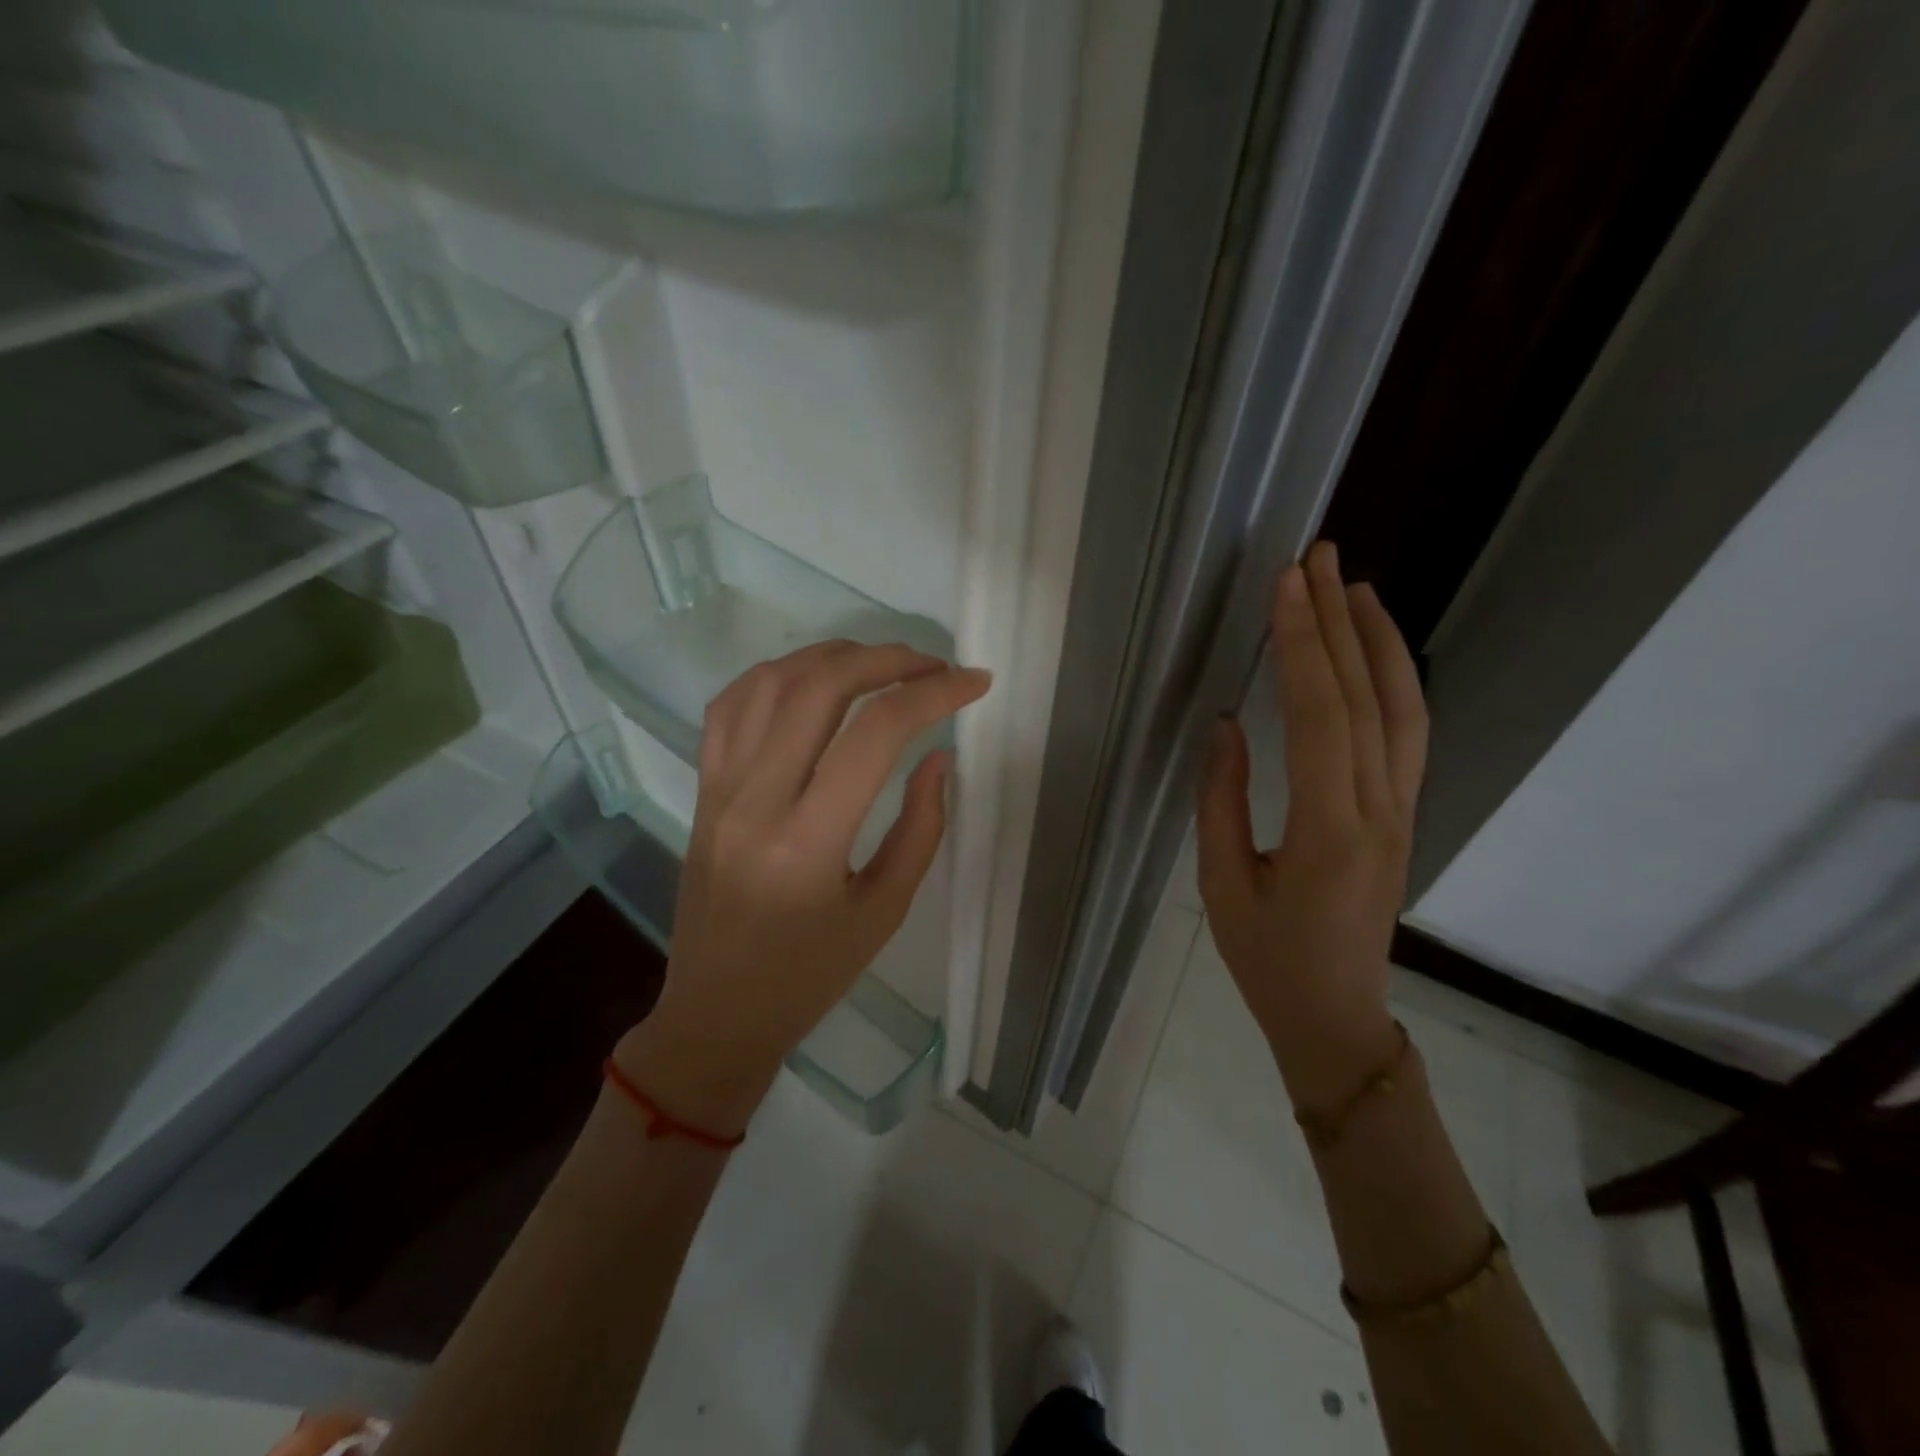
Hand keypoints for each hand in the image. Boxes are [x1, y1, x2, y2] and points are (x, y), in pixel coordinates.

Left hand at [615, 641, 990, 1134]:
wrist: (716, 1012)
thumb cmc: (810, 975)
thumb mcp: (885, 911)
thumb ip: (921, 827)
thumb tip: (938, 755)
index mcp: (808, 842)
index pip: (876, 734)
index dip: (934, 694)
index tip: (974, 683)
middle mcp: (755, 800)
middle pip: (820, 687)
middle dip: (887, 659)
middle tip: (933, 665)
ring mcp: (719, 788)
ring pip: (771, 681)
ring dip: (833, 656)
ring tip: (881, 663)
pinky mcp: (702, 787)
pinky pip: (731, 705)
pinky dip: (777, 674)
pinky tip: (813, 679)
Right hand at [1196, 542, 1427, 1112]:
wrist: (1336, 1018)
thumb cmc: (1267, 958)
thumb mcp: (1222, 883)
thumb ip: (1222, 799)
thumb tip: (1227, 725)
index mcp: (1328, 828)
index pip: (1319, 714)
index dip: (1301, 644)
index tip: (1286, 584)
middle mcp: (1378, 808)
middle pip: (1366, 696)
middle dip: (1338, 620)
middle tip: (1318, 555)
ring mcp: (1401, 810)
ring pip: (1403, 708)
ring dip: (1378, 640)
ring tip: (1354, 584)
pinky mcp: (1403, 814)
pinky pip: (1408, 734)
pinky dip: (1395, 679)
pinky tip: (1374, 651)